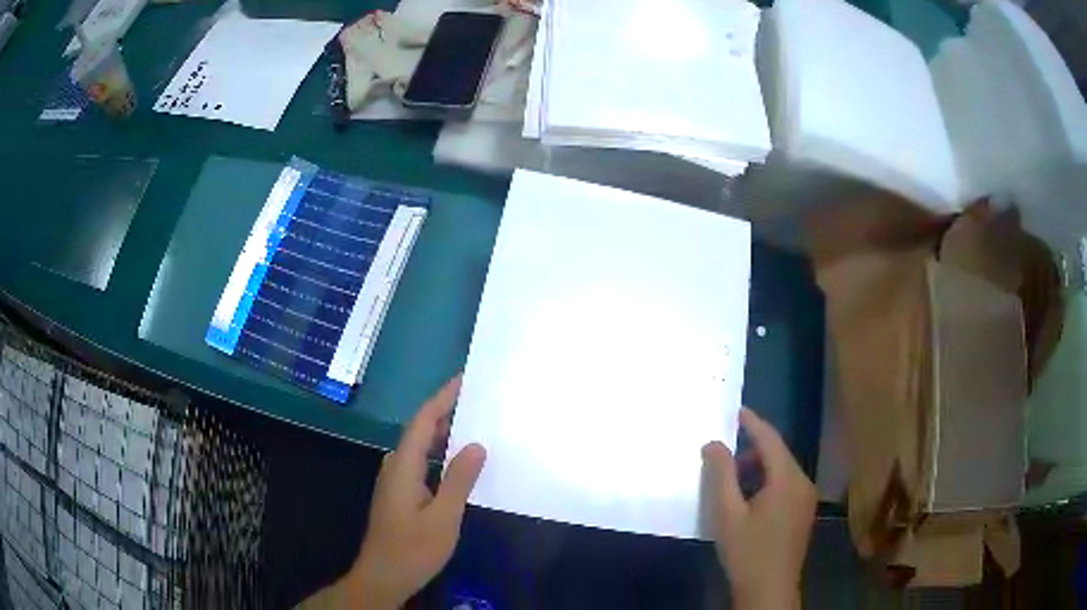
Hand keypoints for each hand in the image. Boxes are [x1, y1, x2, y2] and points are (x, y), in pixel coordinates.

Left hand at [340, 377, 486, 608]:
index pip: (423, 421)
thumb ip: (459, 480)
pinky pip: (420, 463)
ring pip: (420, 448)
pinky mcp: (399, 494)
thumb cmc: (413, 549)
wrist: (383, 576)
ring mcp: (394, 481)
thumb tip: (476, 444)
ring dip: (443, 434)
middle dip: (446, 412)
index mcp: (403, 466)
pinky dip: (439, 455)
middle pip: (420, 430)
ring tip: (473, 426)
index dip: (442, 398)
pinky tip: (457, 464)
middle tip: (477, 402)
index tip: (464, 380)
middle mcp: (395, 467)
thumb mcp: (444, 517)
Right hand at [702, 408, 816, 609]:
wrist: (769, 590)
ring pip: (782, 472)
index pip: (771, 440)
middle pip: (778, 455)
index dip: (753, 423)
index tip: (736, 410)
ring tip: (731, 481)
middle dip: (752, 450)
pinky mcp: (803, 513)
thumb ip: (721, 475)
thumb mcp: (727, 514)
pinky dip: (767, 483)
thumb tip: (714, 443)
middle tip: (723, 454)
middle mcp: (803, 483)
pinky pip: (786, 486)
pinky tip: (748, 501)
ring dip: (758, 469)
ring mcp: (806, 499)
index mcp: (787, 479)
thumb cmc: (747, 552)